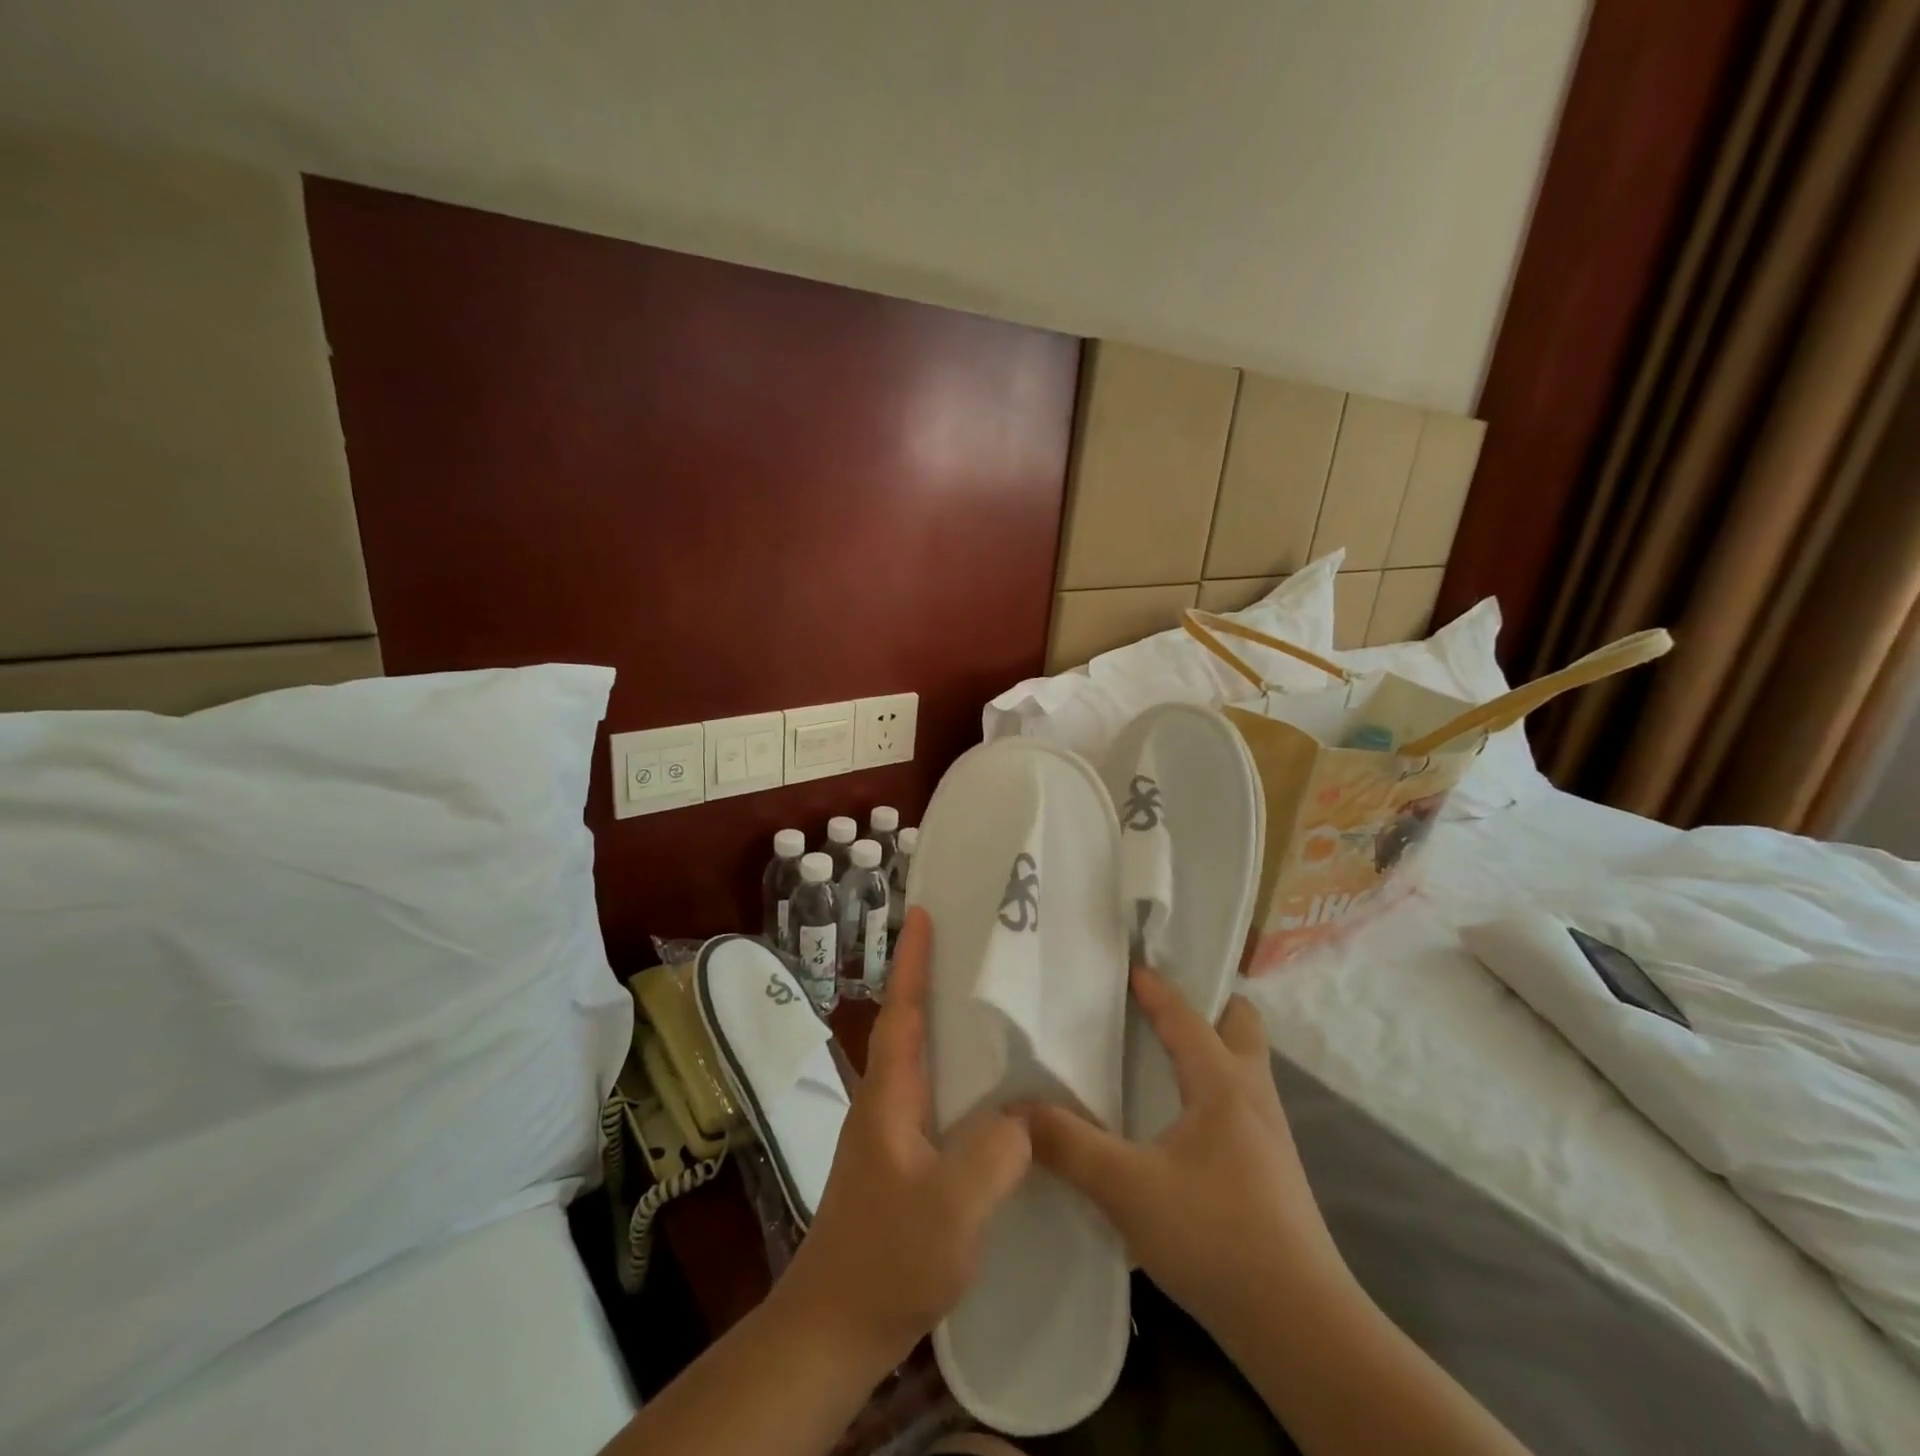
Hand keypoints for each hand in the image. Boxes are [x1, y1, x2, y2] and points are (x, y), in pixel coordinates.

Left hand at [776, 907, 1031, 1369]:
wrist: (836, 1327)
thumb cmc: (888, 1257)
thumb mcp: (953, 1207)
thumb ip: (995, 1152)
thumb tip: (1026, 1114)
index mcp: (890, 1095)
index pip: (902, 1012)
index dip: (913, 961)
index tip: (922, 913)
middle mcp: (885, 1101)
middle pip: (910, 1026)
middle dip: (934, 982)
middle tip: (975, 951)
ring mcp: (889, 1133)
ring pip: (923, 1063)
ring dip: (947, 1028)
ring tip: (994, 1011)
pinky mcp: (900, 1161)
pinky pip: (935, 1099)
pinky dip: (960, 1078)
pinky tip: (993, 1097)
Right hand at [1026, 969, 1351, 1339]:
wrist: (1302, 1327)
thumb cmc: (1215, 1236)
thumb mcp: (1128, 1188)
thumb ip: (1069, 1145)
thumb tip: (1015, 1111)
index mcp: (1224, 1083)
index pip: (1188, 1016)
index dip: (1156, 988)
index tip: (1128, 967)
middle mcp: (1254, 1096)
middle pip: (1241, 1024)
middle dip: (1207, 1003)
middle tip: (1161, 1006)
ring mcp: (1271, 1134)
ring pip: (1246, 1064)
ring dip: (1213, 1045)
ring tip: (1165, 1055)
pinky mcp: (1272, 1169)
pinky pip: (1243, 1100)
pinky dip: (1214, 1086)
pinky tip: (1182, 1120)